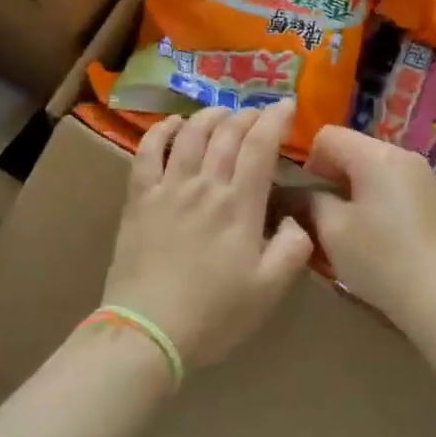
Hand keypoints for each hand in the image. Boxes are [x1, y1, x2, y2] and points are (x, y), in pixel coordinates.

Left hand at [102, 102, 312, 370]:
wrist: (147, 331)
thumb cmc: (214, 314)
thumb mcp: (269, 290)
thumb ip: (293, 249)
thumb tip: (296, 220)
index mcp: (239, 205)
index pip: (260, 146)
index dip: (275, 119)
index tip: (287, 105)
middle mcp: (204, 185)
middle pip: (226, 134)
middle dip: (246, 116)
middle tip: (257, 113)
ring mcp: (167, 188)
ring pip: (189, 135)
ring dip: (208, 117)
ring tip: (221, 113)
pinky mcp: (139, 199)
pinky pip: (147, 152)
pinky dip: (161, 131)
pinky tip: (171, 124)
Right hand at [303, 125, 435, 323]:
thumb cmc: (380, 259)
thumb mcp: (331, 230)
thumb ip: (307, 201)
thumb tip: (295, 193)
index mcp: (377, 155)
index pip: (327, 135)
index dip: (308, 163)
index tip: (308, 200)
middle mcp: (404, 155)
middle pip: (353, 151)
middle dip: (332, 179)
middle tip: (325, 219)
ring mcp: (425, 177)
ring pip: (374, 171)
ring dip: (355, 193)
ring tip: (352, 231)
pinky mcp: (435, 200)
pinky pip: (395, 187)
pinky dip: (378, 203)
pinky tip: (381, 238)